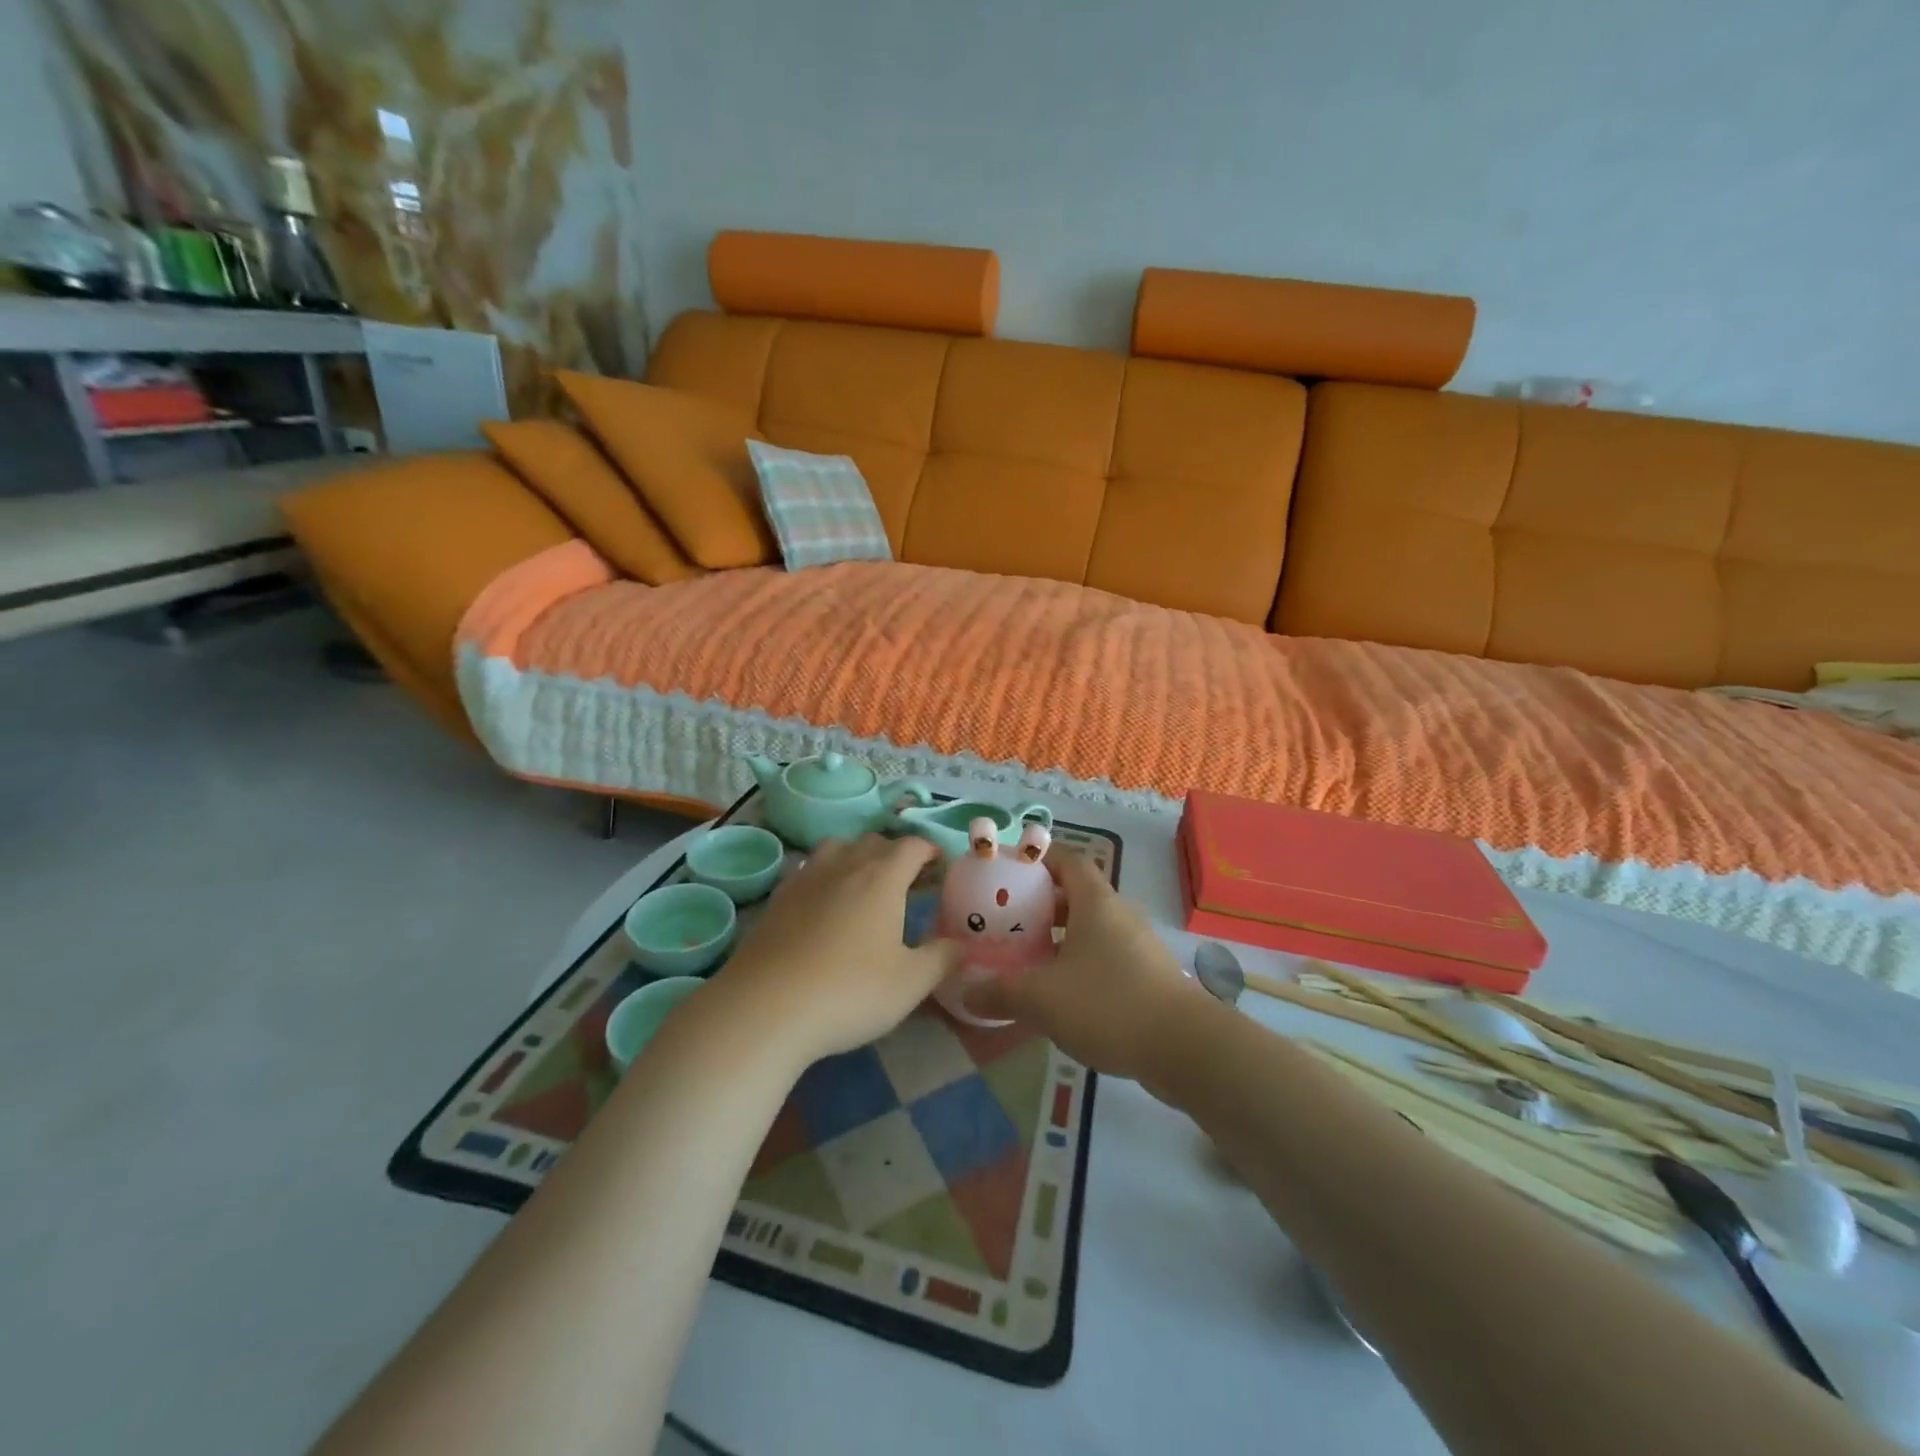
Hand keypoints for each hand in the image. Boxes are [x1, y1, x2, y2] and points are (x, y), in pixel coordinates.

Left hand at [714, 834, 961, 1065]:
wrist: (766, 1008)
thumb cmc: (850, 991)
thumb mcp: (911, 983)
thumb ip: (942, 959)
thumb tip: (962, 944)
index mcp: (882, 877)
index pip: (912, 846)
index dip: (931, 851)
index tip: (941, 866)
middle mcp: (844, 865)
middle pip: (874, 841)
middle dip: (896, 854)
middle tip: (909, 882)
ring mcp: (806, 878)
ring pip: (837, 848)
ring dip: (857, 857)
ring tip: (865, 885)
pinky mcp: (777, 898)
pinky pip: (809, 870)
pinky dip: (826, 876)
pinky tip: (825, 905)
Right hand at [970, 849, 1198, 1081]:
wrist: (1185, 1048)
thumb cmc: (1108, 1004)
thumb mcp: (1042, 998)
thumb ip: (1001, 992)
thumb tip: (967, 991)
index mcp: (1095, 902)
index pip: (1067, 860)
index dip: (1039, 859)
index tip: (1009, 871)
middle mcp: (1118, 914)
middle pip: (1076, 895)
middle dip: (1041, 905)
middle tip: (1007, 922)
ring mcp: (1137, 946)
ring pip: (1091, 929)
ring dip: (1060, 938)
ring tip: (1027, 959)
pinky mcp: (1147, 976)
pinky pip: (1105, 957)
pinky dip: (1080, 964)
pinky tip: (1060, 995)